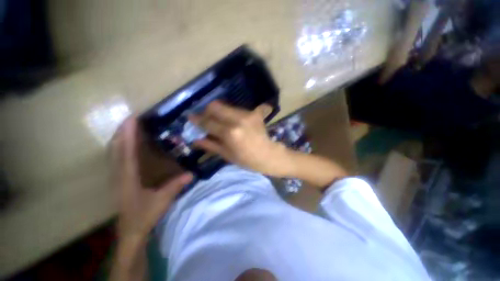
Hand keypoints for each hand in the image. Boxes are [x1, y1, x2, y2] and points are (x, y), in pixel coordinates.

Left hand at [111, 117, 192, 242]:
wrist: (130, 232)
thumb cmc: (144, 216)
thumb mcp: (162, 201)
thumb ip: (176, 186)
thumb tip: (192, 173)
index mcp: (128, 178)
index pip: (126, 151)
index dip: (127, 134)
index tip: (131, 119)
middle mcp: (119, 174)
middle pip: (115, 148)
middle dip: (121, 132)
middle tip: (131, 119)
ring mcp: (116, 177)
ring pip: (113, 153)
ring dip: (119, 138)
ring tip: (128, 127)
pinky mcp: (118, 180)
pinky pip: (116, 159)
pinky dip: (120, 148)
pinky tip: (126, 145)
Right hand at [189, 101, 292, 176]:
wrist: (268, 155)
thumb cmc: (247, 160)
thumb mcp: (227, 155)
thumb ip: (210, 145)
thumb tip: (195, 139)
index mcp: (230, 133)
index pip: (208, 122)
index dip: (198, 119)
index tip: (191, 117)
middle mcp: (238, 119)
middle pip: (216, 106)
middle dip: (207, 110)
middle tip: (206, 118)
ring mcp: (248, 114)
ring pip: (226, 106)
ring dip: (220, 112)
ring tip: (220, 122)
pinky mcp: (255, 113)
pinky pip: (238, 109)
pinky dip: (232, 114)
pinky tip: (234, 121)